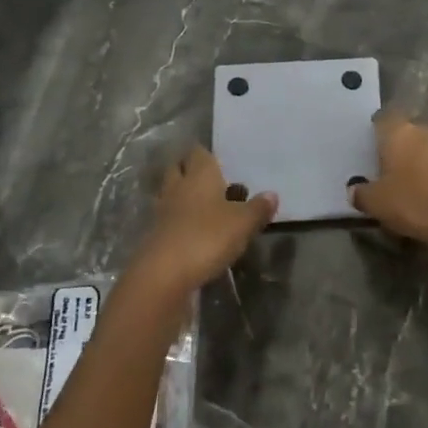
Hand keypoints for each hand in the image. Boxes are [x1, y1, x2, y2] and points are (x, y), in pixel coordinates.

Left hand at [127, 147, 275, 296]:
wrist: (163, 275)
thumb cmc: (207, 238)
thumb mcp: (243, 223)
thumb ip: (258, 208)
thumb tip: (272, 194)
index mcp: (199, 176)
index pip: (199, 153)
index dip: (207, 153)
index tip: (218, 157)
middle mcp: (178, 187)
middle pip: (179, 169)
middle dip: (191, 170)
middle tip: (212, 178)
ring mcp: (163, 211)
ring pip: (173, 193)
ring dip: (186, 196)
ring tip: (207, 204)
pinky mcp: (156, 235)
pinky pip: (170, 218)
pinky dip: (181, 220)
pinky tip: (195, 229)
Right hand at [348, 112, 427, 245]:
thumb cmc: (418, 202)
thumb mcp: (379, 204)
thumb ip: (362, 194)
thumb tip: (354, 189)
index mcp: (399, 133)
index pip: (382, 119)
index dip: (376, 133)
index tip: (371, 151)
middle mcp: (425, 129)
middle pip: (407, 133)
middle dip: (399, 149)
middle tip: (390, 173)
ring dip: (421, 161)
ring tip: (414, 186)